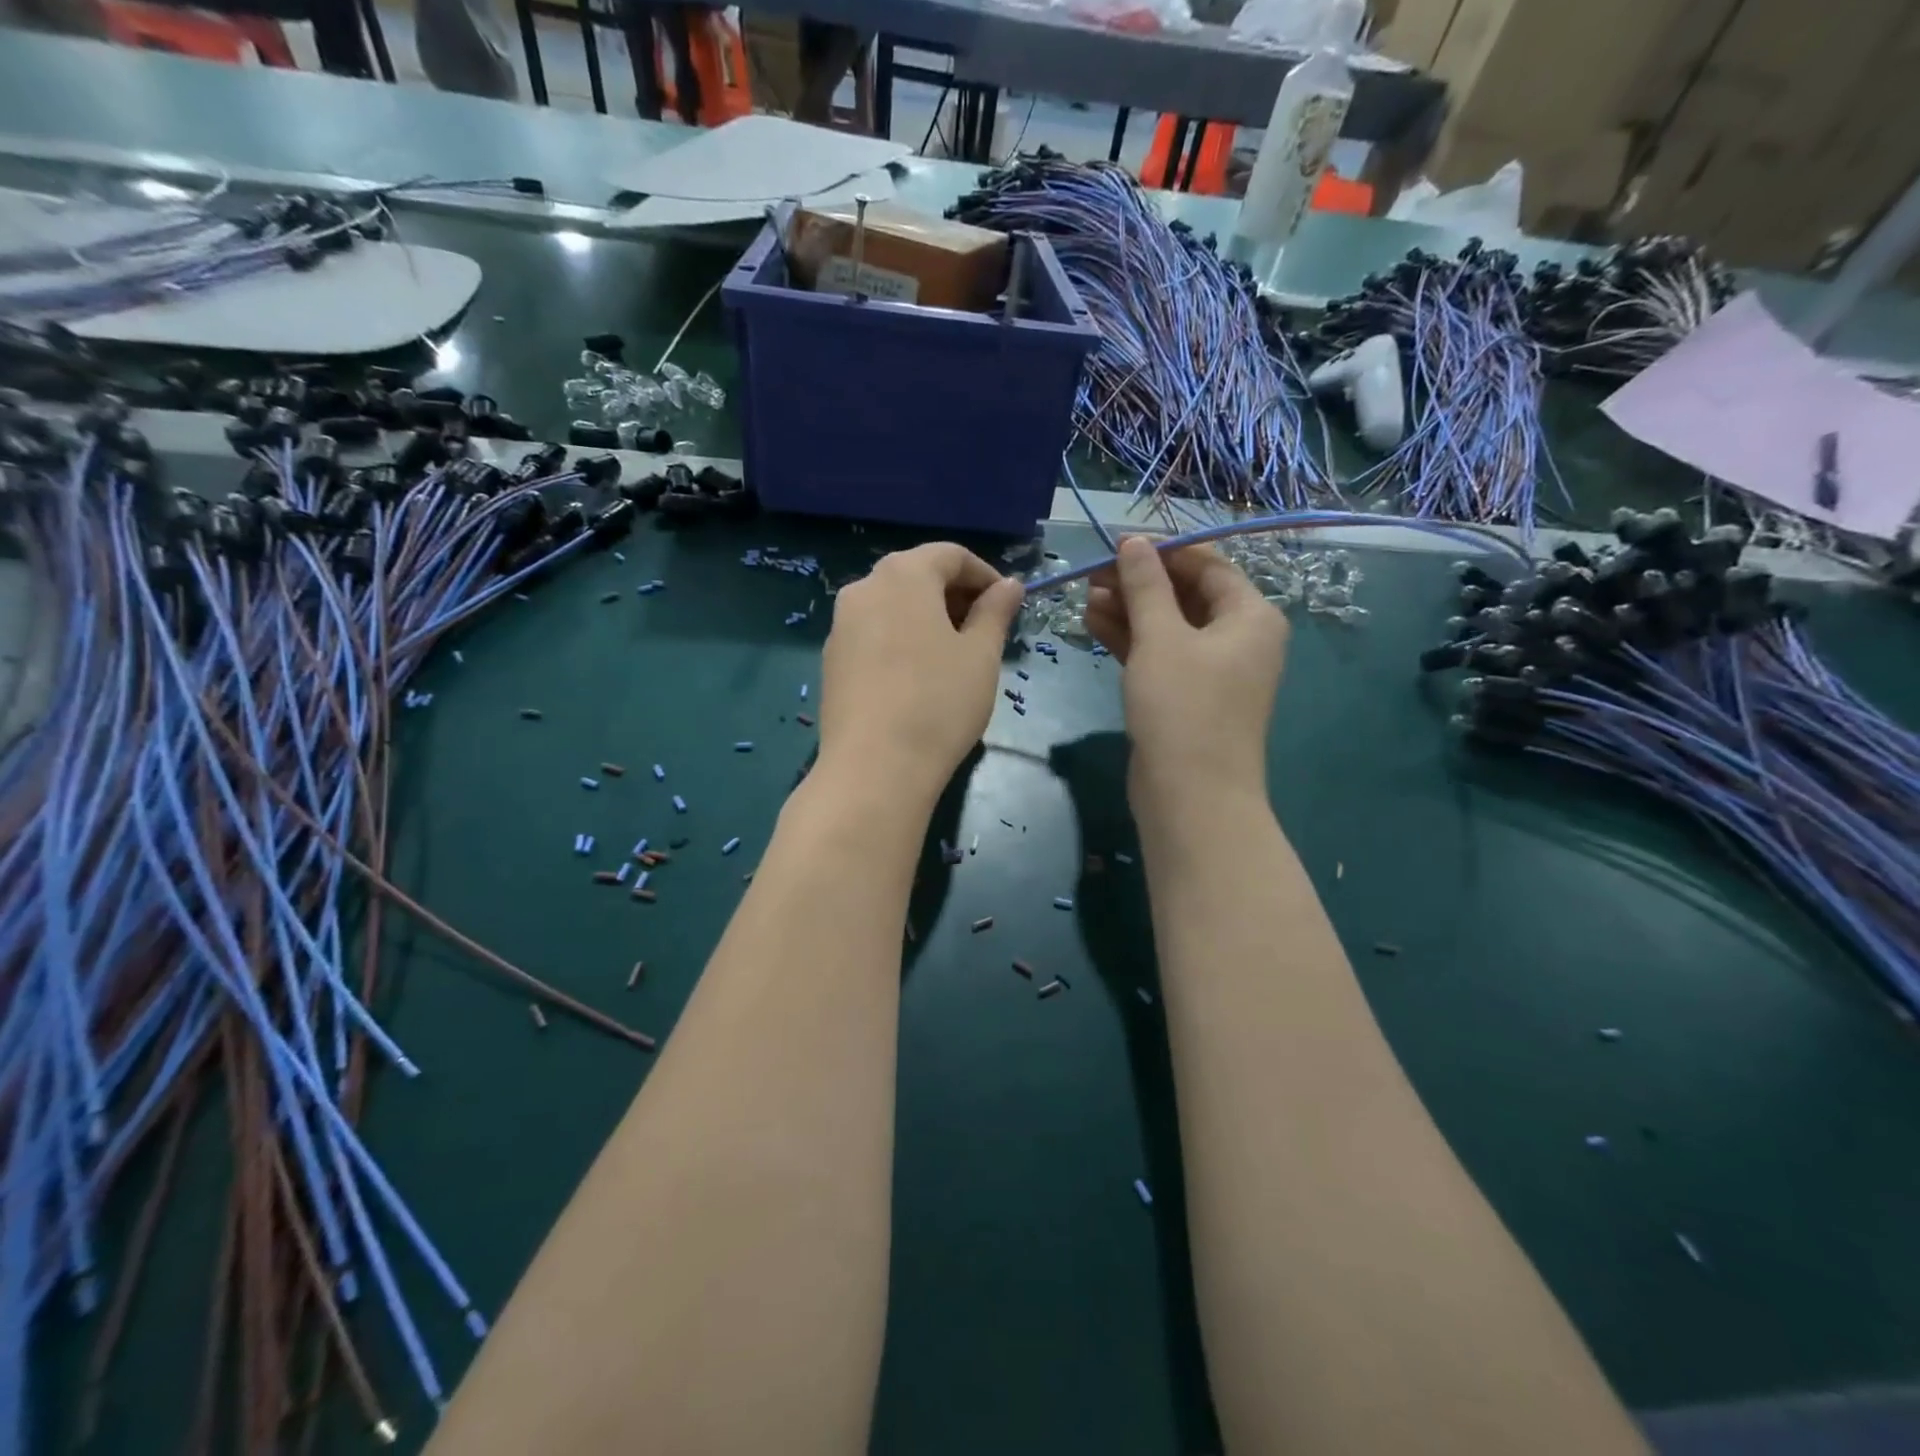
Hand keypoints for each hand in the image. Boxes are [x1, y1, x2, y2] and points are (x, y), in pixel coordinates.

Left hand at [818, 543, 1023, 801]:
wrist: (874, 769)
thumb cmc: (939, 703)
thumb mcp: (980, 655)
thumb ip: (996, 612)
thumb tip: (1009, 585)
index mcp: (903, 575)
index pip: (950, 555)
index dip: (985, 575)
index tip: (1008, 605)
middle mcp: (864, 589)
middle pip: (917, 576)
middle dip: (955, 596)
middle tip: (985, 631)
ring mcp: (840, 626)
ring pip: (892, 606)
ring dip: (927, 618)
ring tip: (954, 656)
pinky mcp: (831, 661)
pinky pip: (873, 634)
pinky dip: (901, 640)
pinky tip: (918, 677)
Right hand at [1085, 536, 1287, 808]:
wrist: (1191, 795)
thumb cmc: (1183, 706)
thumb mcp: (1161, 638)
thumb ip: (1145, 585)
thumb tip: (1133, 542)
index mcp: (1250, 615)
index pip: (1207, 564)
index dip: (1162, 550)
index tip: (1116, 544)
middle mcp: (1238, 638)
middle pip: (1186, 594)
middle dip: (1139, 582)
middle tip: (1093, 573)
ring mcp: (1212, 670)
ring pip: (1168, 626)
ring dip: (1129, 609)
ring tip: (1086, 597)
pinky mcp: (1186, 695)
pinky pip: (1159, 654)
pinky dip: (1130, 639)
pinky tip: (1093, 623)